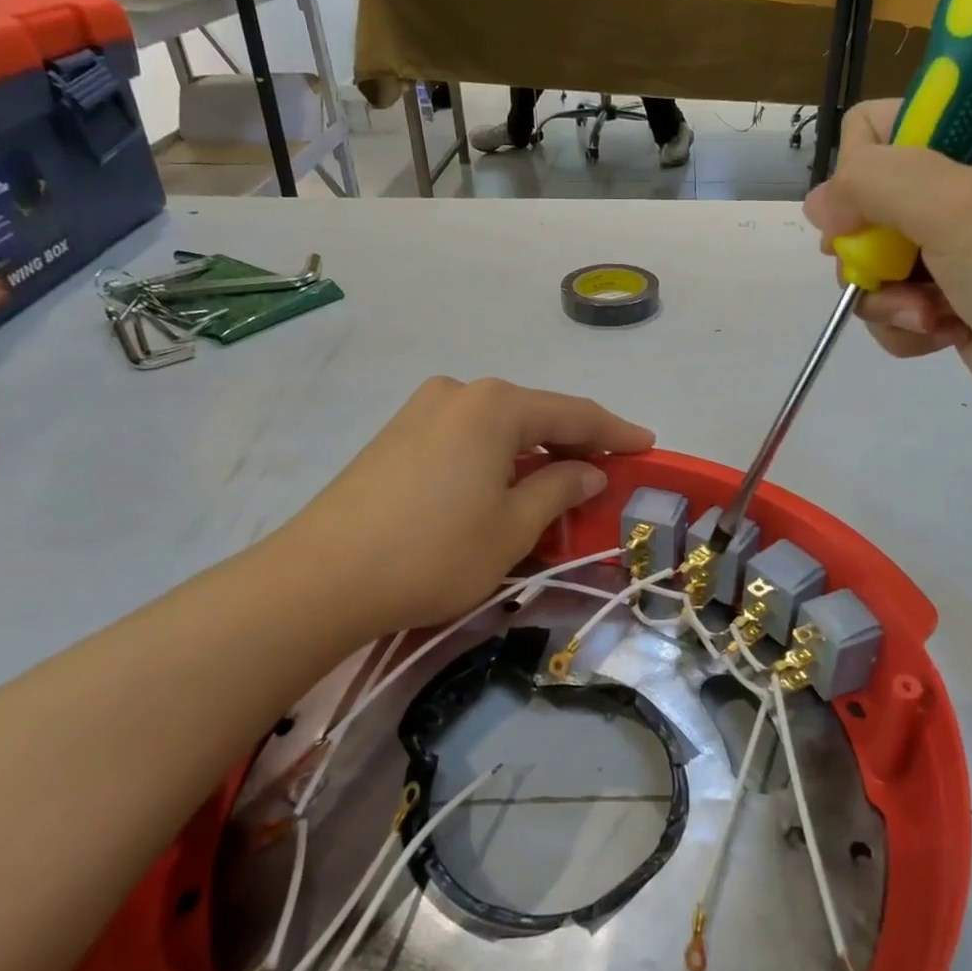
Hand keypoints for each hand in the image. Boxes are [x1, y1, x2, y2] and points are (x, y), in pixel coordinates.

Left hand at [285, 377, 653, 634]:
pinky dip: (497, 456)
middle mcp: (459, 393)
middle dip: (573, 441)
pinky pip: (466, 437)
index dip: (616, 431)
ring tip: (559, 481)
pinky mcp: (396, 435)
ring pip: (498, 426)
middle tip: (605, 470)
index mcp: (495, 405)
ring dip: (533, 451)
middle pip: (534, 413)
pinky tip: (504, 484)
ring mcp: (421, 410)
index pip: (574, 413)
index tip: (648, 445)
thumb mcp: (513, 527)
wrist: (324, 577)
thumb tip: (587, 471)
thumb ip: (559, 489)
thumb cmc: (436, 552)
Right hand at [803, 101, 971, 435]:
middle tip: (896, 271)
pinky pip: (892, 308)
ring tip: (933, 317)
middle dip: (868, 251)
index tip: (871, 213)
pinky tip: (941, 338)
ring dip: (888, 299)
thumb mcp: (956, 208)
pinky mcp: (949, 303)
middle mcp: (957, 189)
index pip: (872, 129)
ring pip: (870, 266)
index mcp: (969, 139)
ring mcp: (953, 250)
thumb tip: (818, 204)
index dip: (858, 172)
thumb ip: (874, 184)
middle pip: (860, 207)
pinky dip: (904, 328)